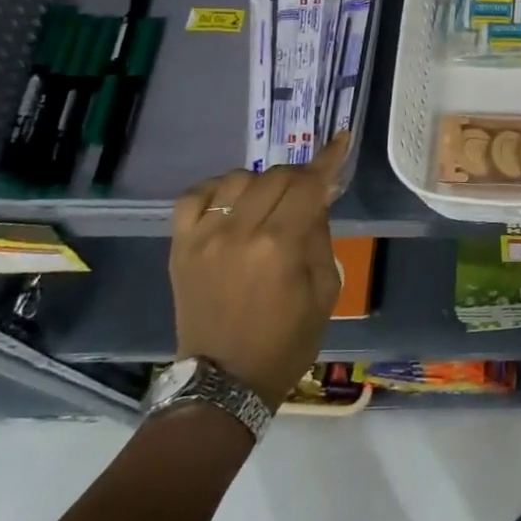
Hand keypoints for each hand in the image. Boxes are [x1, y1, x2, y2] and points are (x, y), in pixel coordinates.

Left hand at [169, 133, 350, 410]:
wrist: (224, 381)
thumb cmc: (287, 340)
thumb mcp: (325, 289)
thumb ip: (320, 236)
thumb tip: (317, 198)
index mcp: (280, 246)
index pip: (308, 185)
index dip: (328, 159)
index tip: (340, 139)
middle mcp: (239, 232)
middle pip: (275, 176)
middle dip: (300, 176)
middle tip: (311, 191)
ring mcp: (203, 238)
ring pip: (238, 179)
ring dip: (262, 182)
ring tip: (271, 200)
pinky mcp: (180, 247)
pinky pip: (195, 197)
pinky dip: (217, 189)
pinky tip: (232, 200)